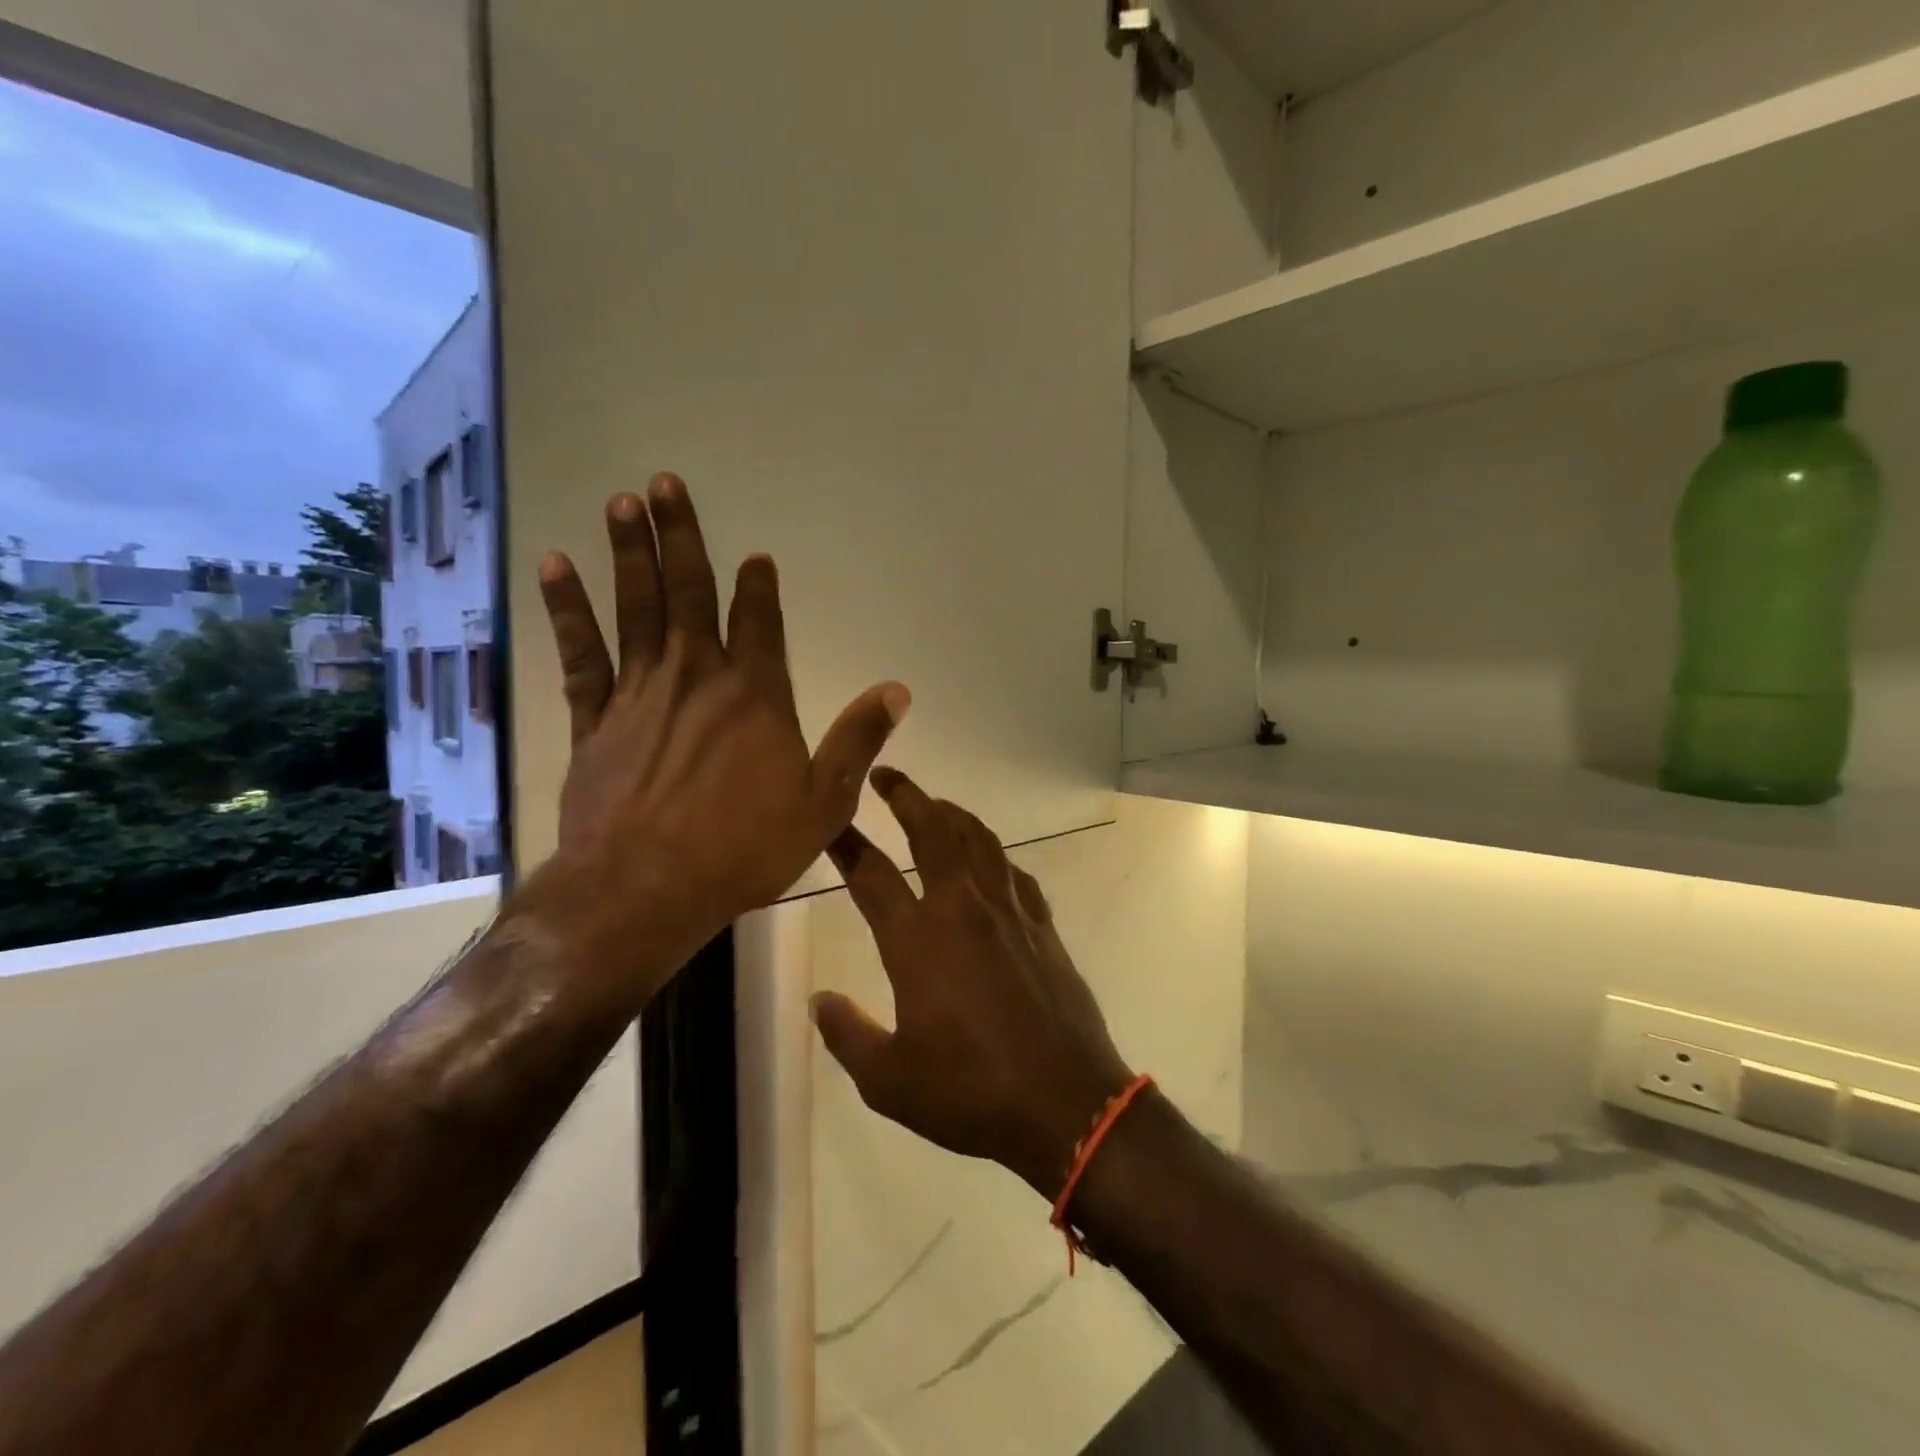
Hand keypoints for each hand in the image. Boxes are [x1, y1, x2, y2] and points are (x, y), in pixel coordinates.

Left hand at [510, 473, 909, 1008]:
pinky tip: (557, 568)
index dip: (759, 586)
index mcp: (756, 695)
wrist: (645, 889)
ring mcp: (640, 694)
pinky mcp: (594, 720)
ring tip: (622, 502)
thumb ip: (858, 740)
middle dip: (681, 536)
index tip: (756, 556)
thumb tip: (897, 690)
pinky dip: (568, 609)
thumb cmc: (744, 848)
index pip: (760, 622)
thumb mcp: (824, 802)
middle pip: (689, 593)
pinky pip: (581, 653)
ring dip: (630, 552)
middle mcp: (697, 678)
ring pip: (635, 608)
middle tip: (665, 483)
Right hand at [812, 769, 1134, 1199]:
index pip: (870, 875)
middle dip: (906, 795)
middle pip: (932, 831)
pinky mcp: (1042, 926)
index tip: (829, 820)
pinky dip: (996, 855)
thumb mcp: (889, 1081)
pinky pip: (1015, 873)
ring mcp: (1008, 913)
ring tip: (936, 804)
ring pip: (979, 840)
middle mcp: (962, 910)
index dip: (845, 843)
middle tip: (886, 775)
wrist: (1065, 1103)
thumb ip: (847, 1036)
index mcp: (918, 941)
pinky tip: (990, 860)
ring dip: (954, 813)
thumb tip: (819, 1000)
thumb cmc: (970, 1093)